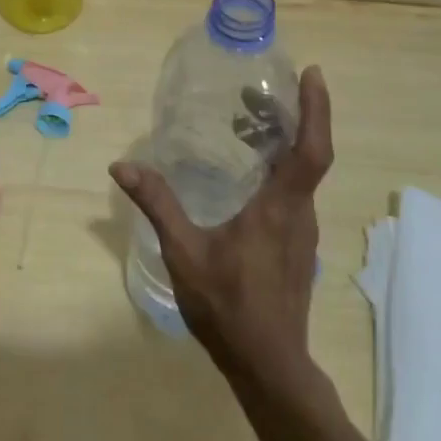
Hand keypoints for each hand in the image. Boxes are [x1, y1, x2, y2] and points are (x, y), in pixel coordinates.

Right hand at [111, 66, 332, 382]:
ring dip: (287, 142)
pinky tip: (250, 173)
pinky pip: (296, 194)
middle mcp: (301, 214)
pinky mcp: (297, 247)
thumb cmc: (229, 306)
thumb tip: (123, 166)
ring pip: (303, 176)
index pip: (312, 149)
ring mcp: (303, 233)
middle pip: (309, 155)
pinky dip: (281, 168)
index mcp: (280, 207)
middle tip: (261, 90)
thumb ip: (157, 205)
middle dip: (295, 115)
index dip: (317, 109)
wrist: (269, 366)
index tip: (312, 74)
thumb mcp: (184, 252)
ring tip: (251, 122)